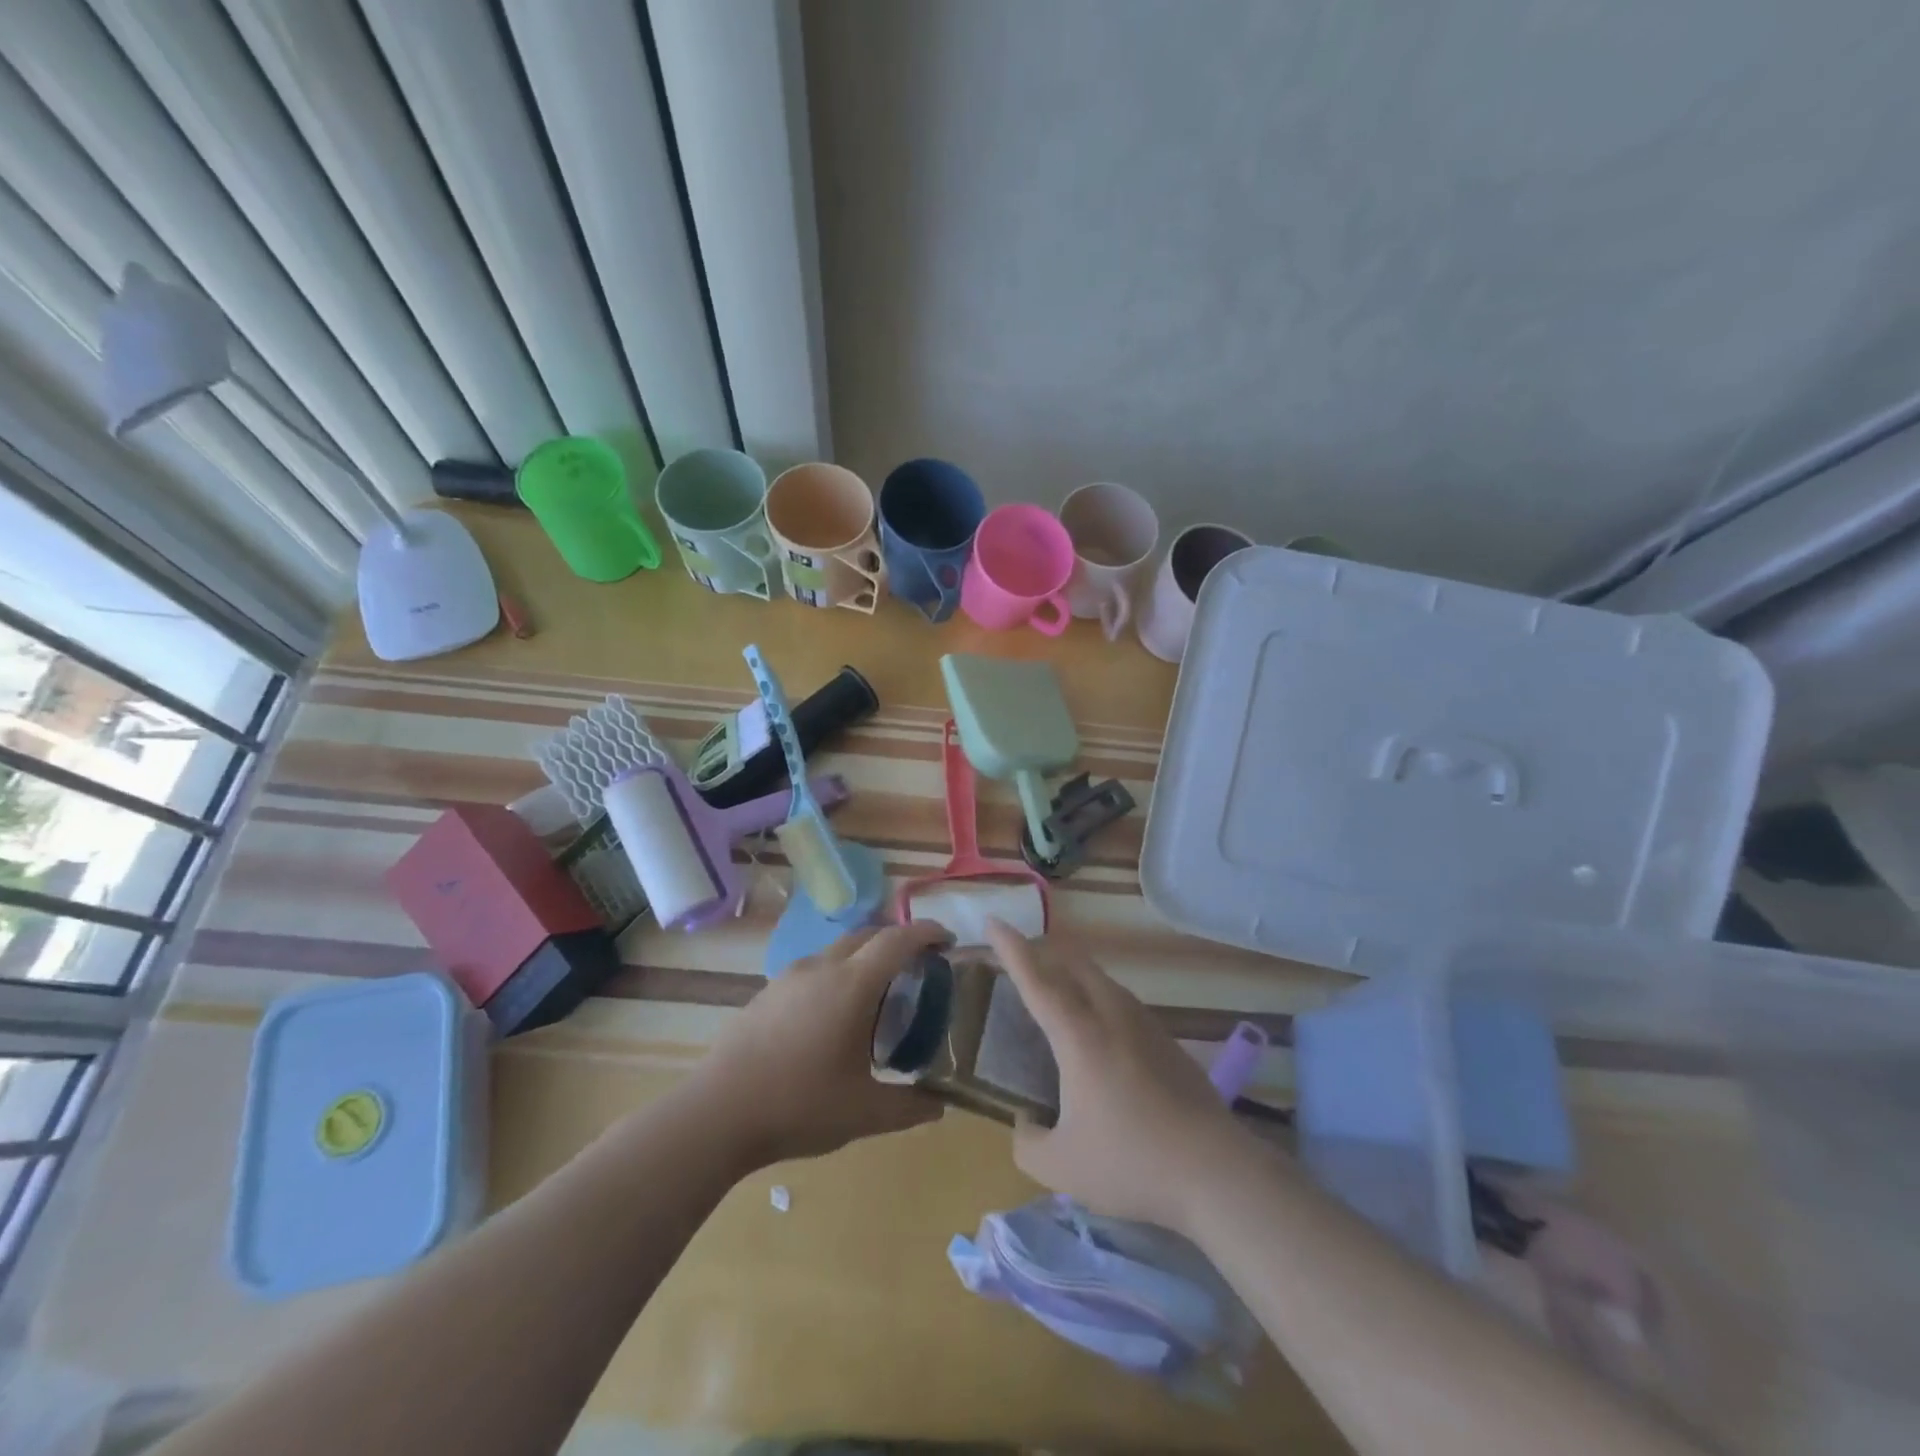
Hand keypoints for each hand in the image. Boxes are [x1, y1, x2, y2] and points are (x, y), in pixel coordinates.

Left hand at [691, 921, 947, 1169]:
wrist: (716, 1113)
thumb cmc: (798, 1106)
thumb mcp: (864, 1113)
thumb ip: (909, 1107)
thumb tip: (941, 1105)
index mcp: (852, 985)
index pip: (898, 940)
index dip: (926, 932)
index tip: (947, 940)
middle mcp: (822, 968)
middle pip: (868, 935)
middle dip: (898, 941)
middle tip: (919, 967)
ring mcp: (790, 976)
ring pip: (838, 949)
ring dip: (865, 957)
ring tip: (879, 993)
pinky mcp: (768, 992)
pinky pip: (814, 968)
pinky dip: (838, 974)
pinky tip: (834, 1016)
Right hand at [987, 918, 1254, 1233]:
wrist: (1215, 1171)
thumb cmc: (1130, 1163)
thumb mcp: (1061, 1167)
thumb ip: (1028, 1144)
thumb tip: (1026, 1124)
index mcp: (1078, 1035)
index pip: (1036, 979)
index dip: (1011, 948)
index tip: (993, 921)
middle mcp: (1110, 1015)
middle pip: (1073, 964)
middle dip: (1043, 953)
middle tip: (1020, 961)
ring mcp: (1144, 1024)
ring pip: (1101, 980)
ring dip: (1073, 974)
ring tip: (1057, 991)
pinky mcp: (1167, 1041)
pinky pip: (1122, 1002)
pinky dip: (1098, 998)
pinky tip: (1100, 1032)